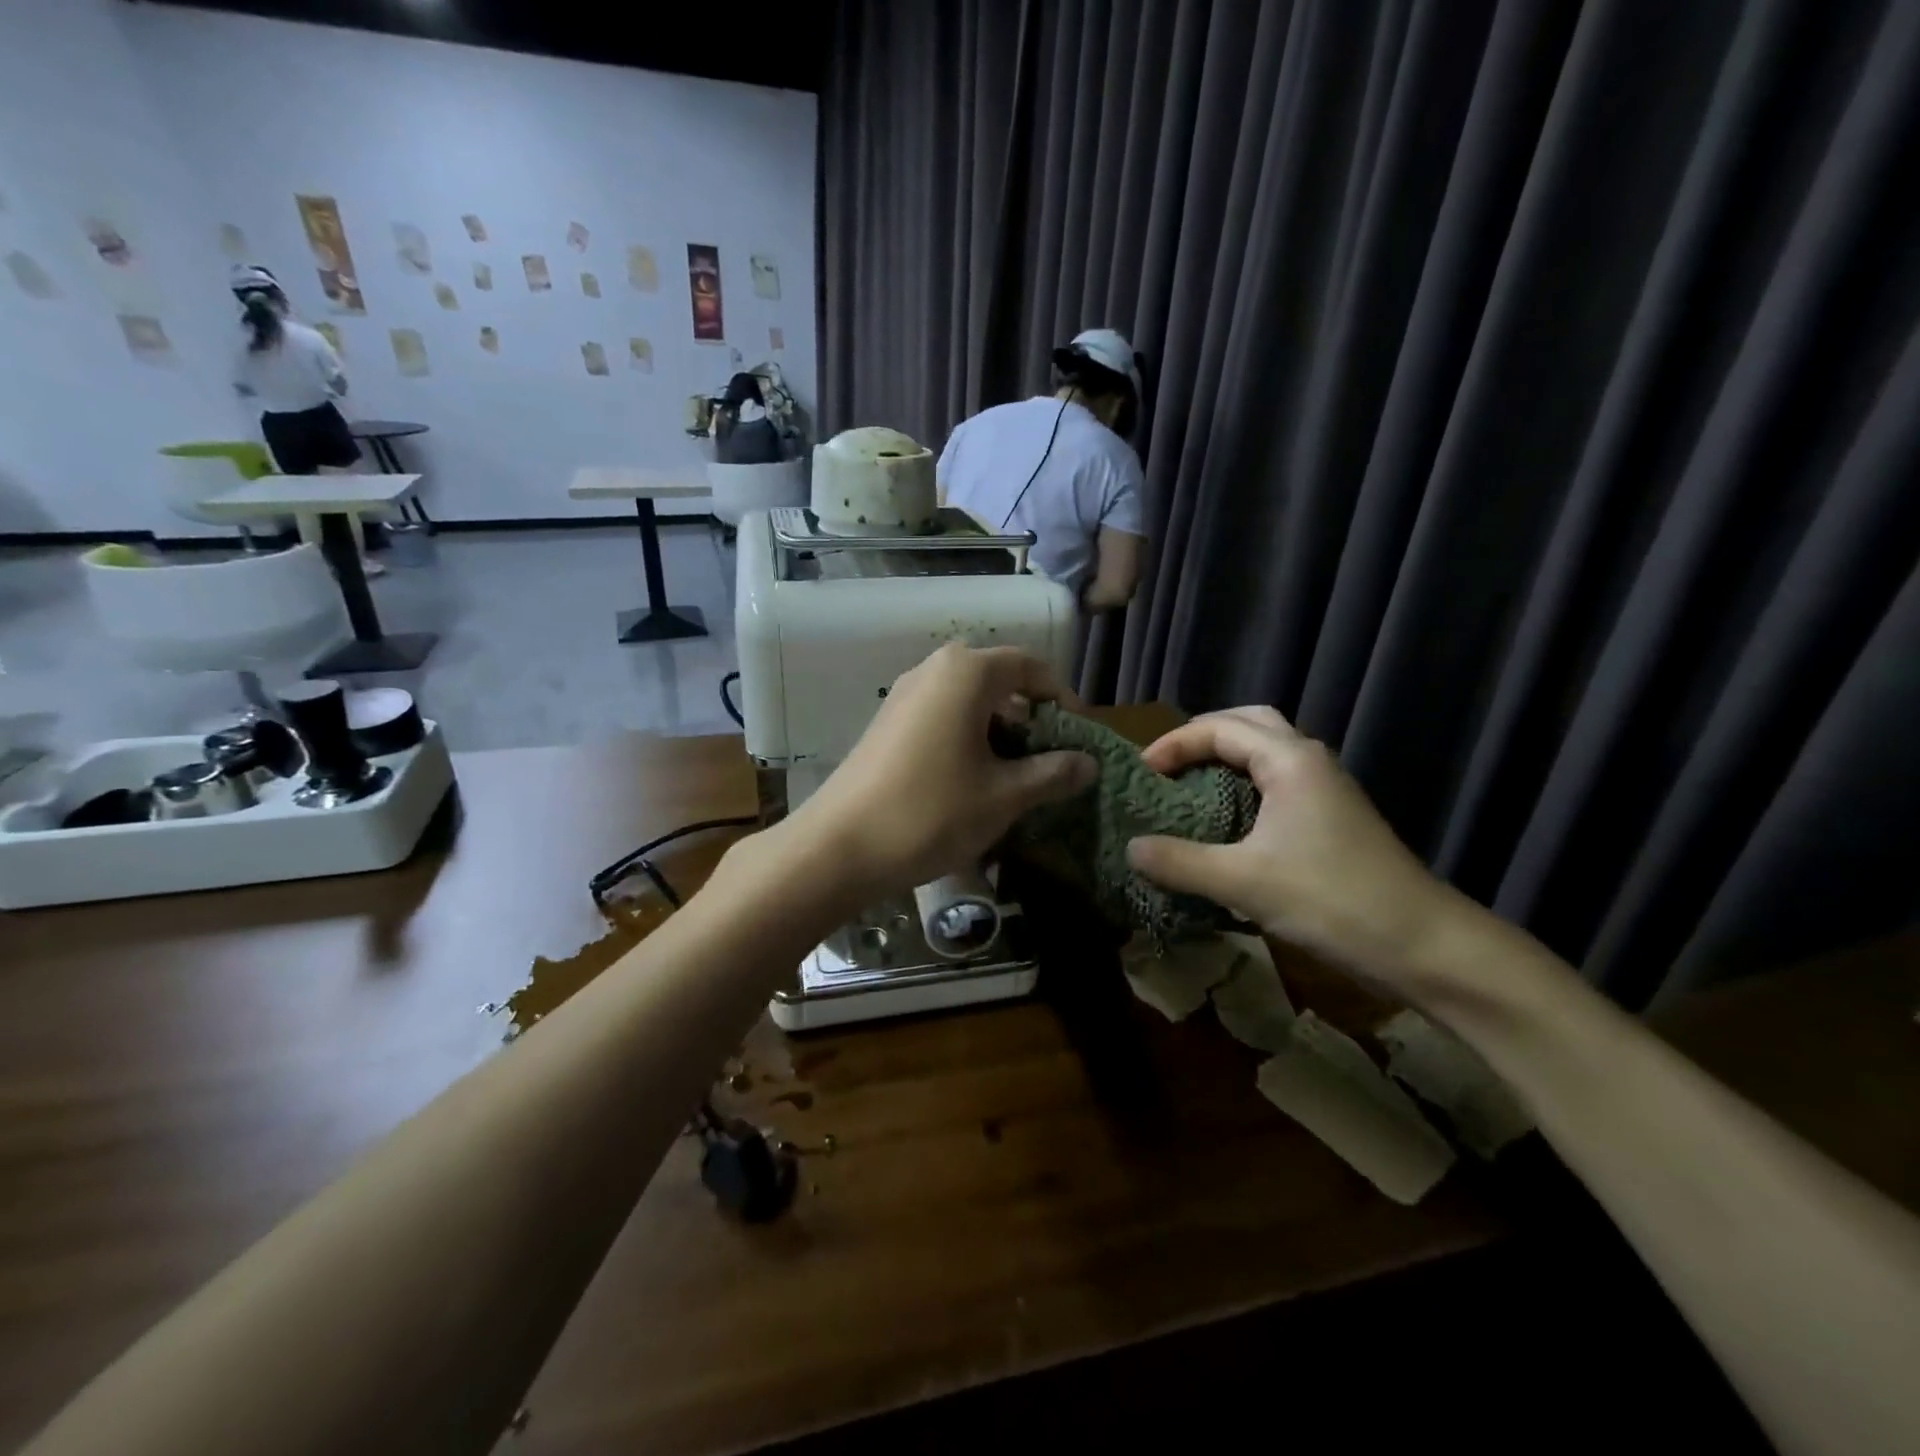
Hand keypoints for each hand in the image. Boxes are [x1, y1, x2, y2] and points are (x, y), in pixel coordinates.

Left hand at [783, 643, 1096, 906]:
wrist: (840, 847)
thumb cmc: (931, 812)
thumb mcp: (1004, 796)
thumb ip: (1052, 773)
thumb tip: (1090, 763)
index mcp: (966, 673)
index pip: (1030, 665)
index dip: (1062, 697)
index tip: (1079, 734)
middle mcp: (933, 670)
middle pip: (998, 678)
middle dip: (1031, 714)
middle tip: (1050, 755)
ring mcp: (904, 695)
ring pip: (968, 698)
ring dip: (999, 728)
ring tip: (1017, 772)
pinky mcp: (887, 723)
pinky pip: (941, 715)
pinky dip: (968, 736)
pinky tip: (974, 778)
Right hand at [1125, 707, 1453, 976]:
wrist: (1423, 944)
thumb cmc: (1331, 900)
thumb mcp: (1243, 882)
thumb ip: (1179, 861)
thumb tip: (1130, 848)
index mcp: (1289, 760)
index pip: (1218, 728)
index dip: (1173, 744)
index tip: (1141, 775)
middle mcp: (1309, 760)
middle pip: (1248, 723)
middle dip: (1201, 737)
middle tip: (1166, 767)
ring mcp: (1326, 787)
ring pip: (1267, 750)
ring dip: (1225, 758)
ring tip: (1189, 787)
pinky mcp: (1333, 815)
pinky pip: (1278, 779)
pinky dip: (1244, 783)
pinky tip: (1227, 819)